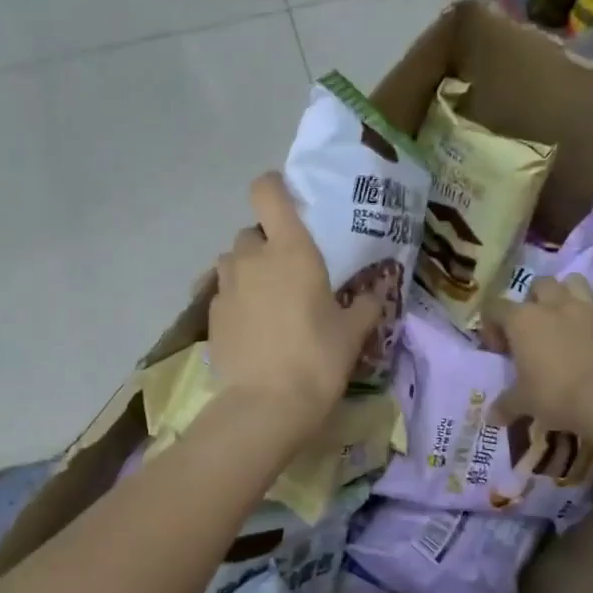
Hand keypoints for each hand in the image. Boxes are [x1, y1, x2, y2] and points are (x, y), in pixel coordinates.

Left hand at [208, 172, 381, 438]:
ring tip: (268, 299)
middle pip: (251, 231)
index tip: (289, 202)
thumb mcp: (353, 332)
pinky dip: (237, 300)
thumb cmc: (318, 358)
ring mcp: (226, 286)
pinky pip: (223, 293)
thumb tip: (381, 289)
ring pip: (232, 261)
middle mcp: (252, 257)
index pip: (267, 191)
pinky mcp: (211, 315)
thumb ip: (368, 304)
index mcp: (290, 248)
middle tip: (288, 270)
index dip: (274, 187)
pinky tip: (254, 327)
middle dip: (266, 243)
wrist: (266, 405)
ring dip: (247, 270)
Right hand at [484, 276, 592, 433]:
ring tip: (566, 322)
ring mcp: (589, 308)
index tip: (499, 349)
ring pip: (574, 283)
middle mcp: (554, 305)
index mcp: (523, 319)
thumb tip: (491, 418)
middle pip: (539, 285)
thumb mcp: (525, 403)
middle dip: (534, 301)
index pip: (495, 307)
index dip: (492, 325)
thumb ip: (506, 404)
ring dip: (567, 296)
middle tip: (535, 329)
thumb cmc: (556, 395)